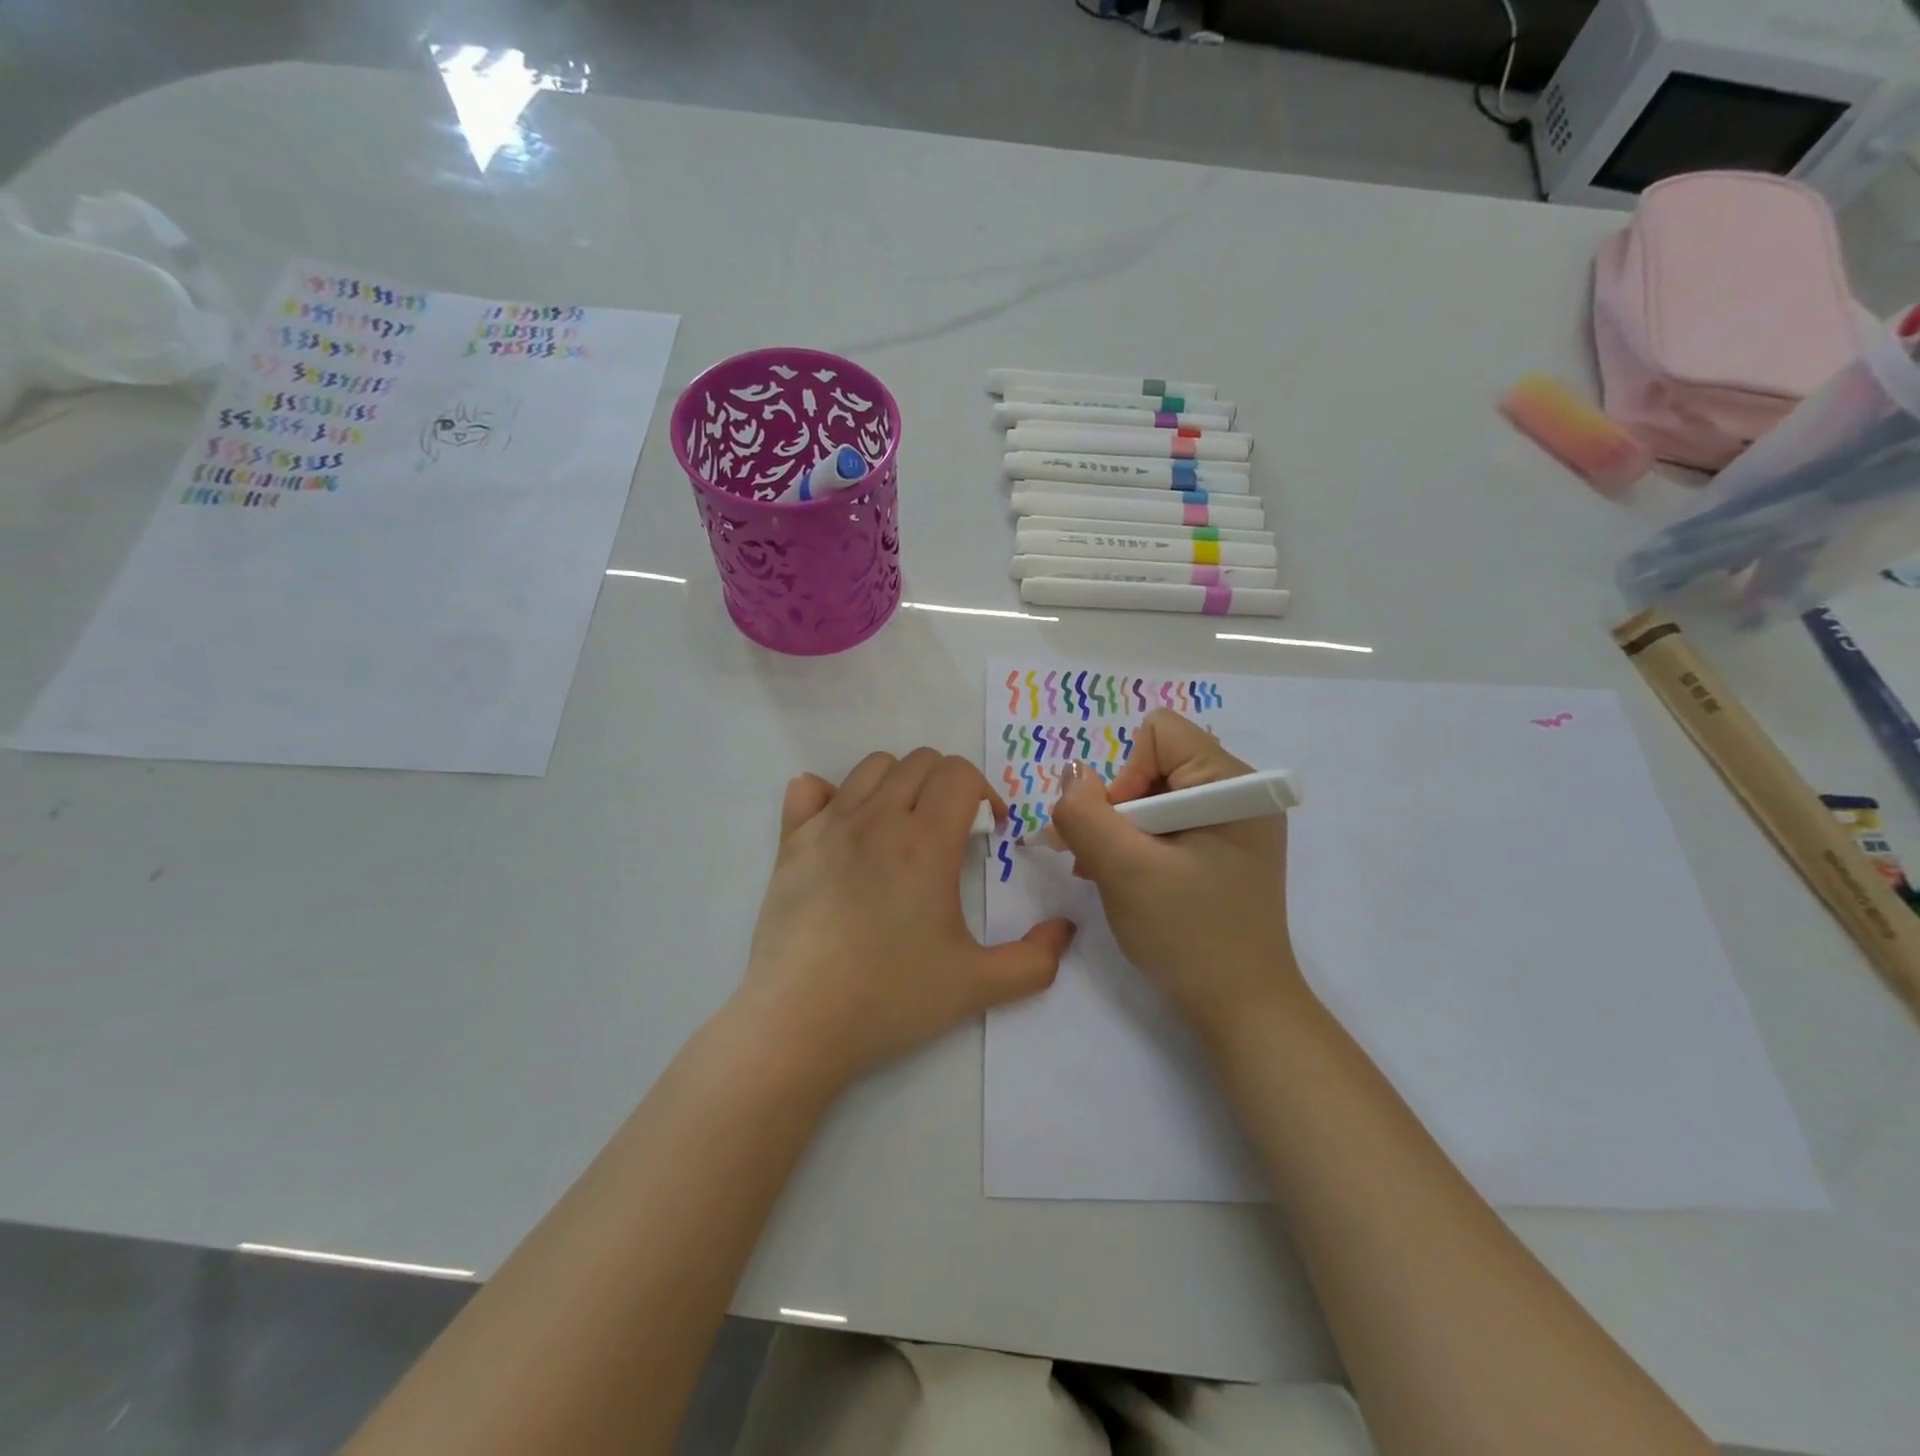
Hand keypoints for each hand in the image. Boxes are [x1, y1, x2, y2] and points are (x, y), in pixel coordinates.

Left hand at [735, 749, 1076, 1091]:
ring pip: (871, 767)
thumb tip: (1065, 929)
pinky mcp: (791, 842)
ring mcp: (828, 826)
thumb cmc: (891, 998)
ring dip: (898, 783)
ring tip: (902, 826)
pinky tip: (843, 829)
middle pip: (920, 761)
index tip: (989, 832)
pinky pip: (808, 789)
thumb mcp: (977, 986)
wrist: (799, 1023)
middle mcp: (877, 818)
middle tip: (951, 830)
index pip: (960, 773)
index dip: (985, 793)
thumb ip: (1035, 960)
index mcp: (925, 841)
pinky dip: (830, 794)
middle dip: (947, 784)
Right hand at [1048, 710, 1303, 1035]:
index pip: (1159, 735)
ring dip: (1120, 830)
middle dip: (1117, 808)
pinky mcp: (1222, 849)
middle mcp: (1240, 793)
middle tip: (1100, 860)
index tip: (1123, 833)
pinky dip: (1137, 845)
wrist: (1240, 1009)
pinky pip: (1166, 823)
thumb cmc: (1188, 935)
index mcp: (1234, 784)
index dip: (1125, 777)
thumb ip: (1085, 813)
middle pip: (1153, 764)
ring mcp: (1233, 823)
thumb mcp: (1124, 870)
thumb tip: (1072, 774)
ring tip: (1106, 873)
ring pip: (1153, 795)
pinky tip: (1124, 879)